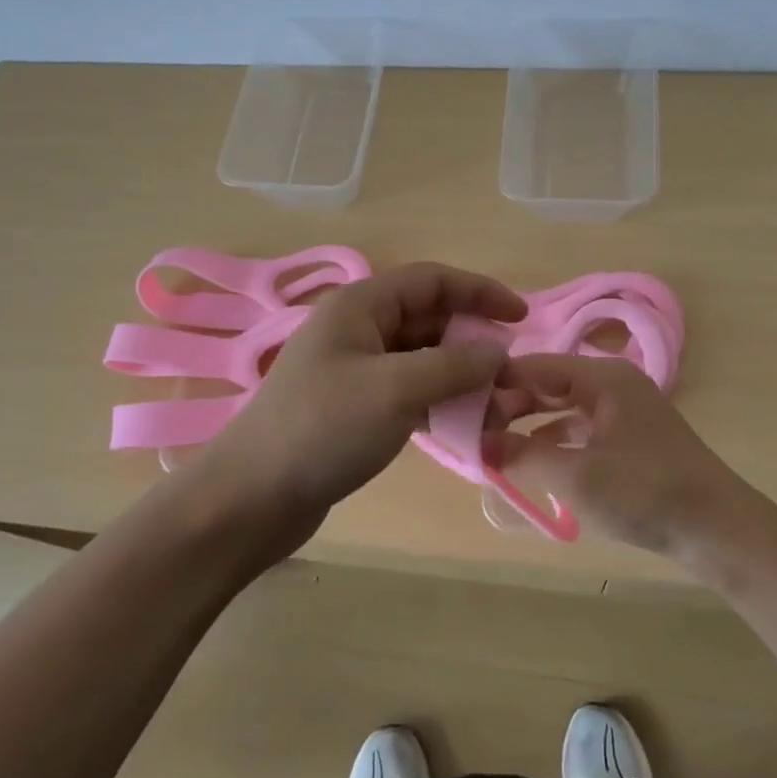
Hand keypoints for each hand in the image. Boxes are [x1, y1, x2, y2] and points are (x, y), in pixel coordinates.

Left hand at [198, 262, 525, 559]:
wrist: (253, 497)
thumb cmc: (323, 428)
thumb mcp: (395, 390)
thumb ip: (454, 365)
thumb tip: (499, 352)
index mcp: (361, 305)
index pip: (433, 280)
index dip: (481, 291)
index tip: (522, 318)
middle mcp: (358, 328)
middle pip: (430, 320)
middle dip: (474, 344)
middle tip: (512, 378)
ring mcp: (355, 369)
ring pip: (423, 359)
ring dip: (461, 378)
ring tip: (497, 411)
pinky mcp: (356, 407)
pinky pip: (409, 392)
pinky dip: (439, 404)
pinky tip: (464, 429)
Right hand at [483, 354, 763, 564]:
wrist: (720, 530)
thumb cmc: (645, 492)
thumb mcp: (576, 475)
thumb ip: (522, 455)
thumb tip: (477, 444)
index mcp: (602, 377)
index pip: (534, 366)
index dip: (495, 383)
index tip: (459, 406)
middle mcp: (612, 383)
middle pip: (548, 383)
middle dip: (510, 404)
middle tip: (473, 430)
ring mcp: (624, 410)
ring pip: (563, 406)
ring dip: (529, 423)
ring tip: (493, 445)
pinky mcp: (631, 438)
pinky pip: (581, 428)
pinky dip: (554, 440)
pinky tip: (533, 461)